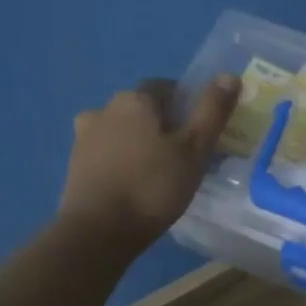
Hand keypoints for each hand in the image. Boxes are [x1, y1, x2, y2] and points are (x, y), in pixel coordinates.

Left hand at [59, 75, 238, 246]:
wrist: (99, 231)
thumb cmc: (154, 186)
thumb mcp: (195, 149)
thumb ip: (212, 110)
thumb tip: (229, 75)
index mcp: (135, 99)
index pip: (167, 87)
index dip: (188, 106)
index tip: (200, 132)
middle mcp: (104, 109)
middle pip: (143, 109)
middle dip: (163, 125)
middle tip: (184, 156)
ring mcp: (84, 137)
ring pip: (123, 131)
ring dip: (140, 143)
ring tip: (159, 173)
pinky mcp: (75, 165)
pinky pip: (107, 153)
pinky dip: (122, 161)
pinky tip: (135, 185)